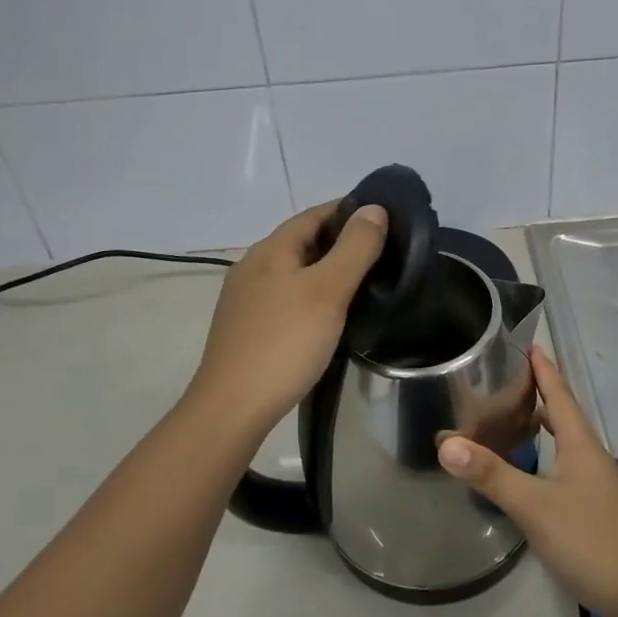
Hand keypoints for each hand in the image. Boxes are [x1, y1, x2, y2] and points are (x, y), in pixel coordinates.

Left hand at [182, 201, 388, 440]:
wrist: (232, 408)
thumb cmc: (284, 343)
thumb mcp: (327, 291)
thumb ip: (354, 248)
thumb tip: (374, 208)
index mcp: (270, 250)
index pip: (314, 214)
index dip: (349, 211)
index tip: (386, 221)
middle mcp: (254, 267)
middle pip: (303, 242)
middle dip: (342, 242)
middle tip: (384, 253)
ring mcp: (248, 300)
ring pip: (296, 272)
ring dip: (328, 270)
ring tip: (366, 283)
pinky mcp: (249, 329)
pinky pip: (288, 298)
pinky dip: (314, 296)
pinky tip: (332, 315)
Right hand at [437, 348, 617, 616]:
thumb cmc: (587, 540)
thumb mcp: (533, 505)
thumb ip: (490, 474)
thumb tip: (446, 443)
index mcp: (581, 444)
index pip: (559, 394)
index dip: (543, 369)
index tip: (528, 344)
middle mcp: (591, 456)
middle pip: (564, 413)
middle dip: (539, 391)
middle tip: (507, 378)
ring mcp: (596, 483)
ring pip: (566, 440)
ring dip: (544, 422)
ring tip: (513, 416)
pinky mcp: (595, 506)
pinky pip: (567, 463)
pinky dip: (547, 451)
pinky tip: (532, 467)